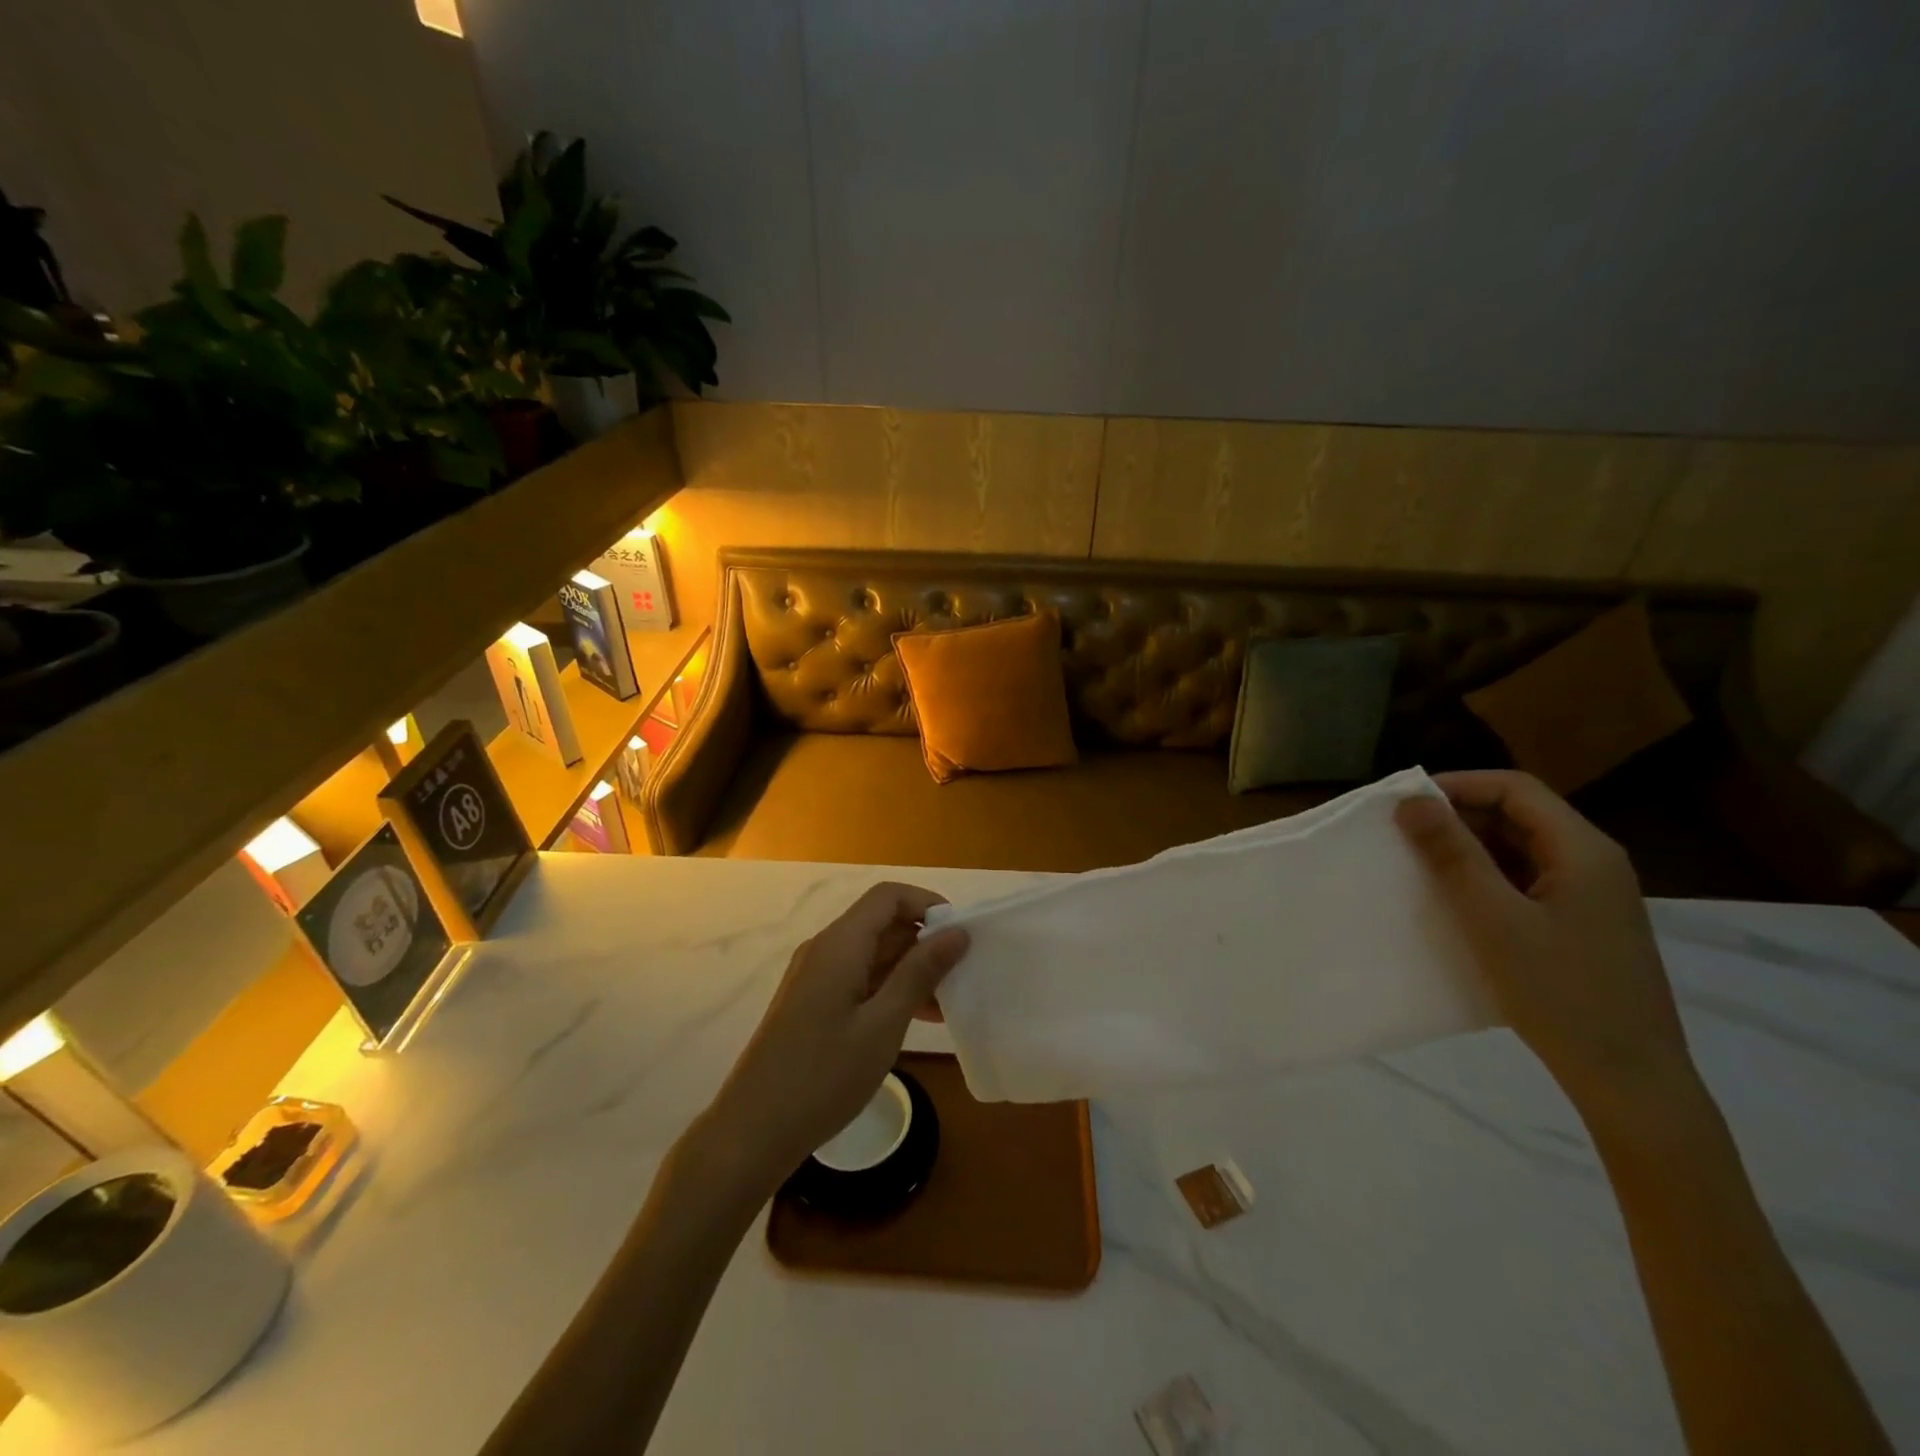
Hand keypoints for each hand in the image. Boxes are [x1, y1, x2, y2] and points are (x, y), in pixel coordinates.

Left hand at [695, 883, 970, 1198]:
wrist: (753, 1131)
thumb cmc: (823, 1076)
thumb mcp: (883, 1025)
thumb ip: (920, 973)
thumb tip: (956, 931)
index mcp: (839, 944)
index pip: (889, 896)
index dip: (927, 904)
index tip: (961, 934)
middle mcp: (825, 950)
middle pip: (882, 923)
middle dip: (925, 941)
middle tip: (961, 975)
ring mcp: (816, 977)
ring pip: (873, 953)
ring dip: (911, 969)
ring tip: (947, 1004)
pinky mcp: (812, 1003)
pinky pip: (859, 978)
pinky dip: (889, 989)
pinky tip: (916, 1019)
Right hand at [1395, 770, 1700, 1123]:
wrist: (1630, 1080)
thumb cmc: (1560, 992)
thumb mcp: (1494, 919)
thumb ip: (1453, 855)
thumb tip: (1412, 801)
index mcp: (1583, 850)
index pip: (1515, 788)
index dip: (1457, 785)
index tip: (1404, 804)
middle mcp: (1593, 862)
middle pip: (1519, 815)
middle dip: (1458, 817)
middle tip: (1403, 835)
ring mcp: (1591, 895)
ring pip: (1520, 849)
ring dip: (1469, 849)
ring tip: (1419, 865)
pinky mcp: (1581, 924)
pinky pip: (1526, 881)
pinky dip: (1486, 879)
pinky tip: (1455, 901)